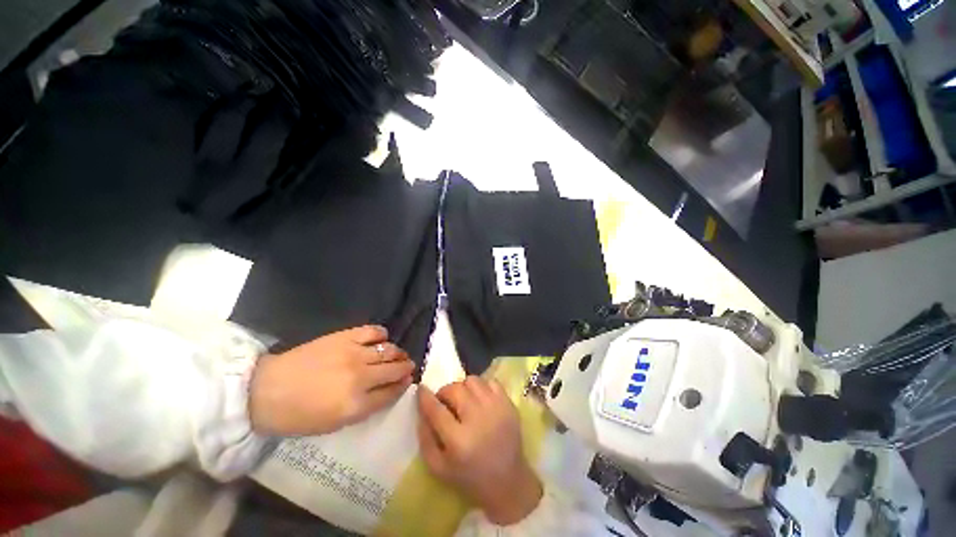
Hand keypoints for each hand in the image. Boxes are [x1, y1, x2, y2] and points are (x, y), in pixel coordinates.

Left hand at [249, 325, 413, 435]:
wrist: (266, 390)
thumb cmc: (298, 415)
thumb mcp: (334, 424)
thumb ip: (366, 408)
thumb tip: (387, 390)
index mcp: (356, 405)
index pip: (392, 392)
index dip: (403, 385)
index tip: (408, 380)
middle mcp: (361, 377)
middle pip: (395, 369)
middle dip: (406, 367)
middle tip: (408, 366)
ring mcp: (354, 354)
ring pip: (389, 350)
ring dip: (398, 353)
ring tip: (397, 354)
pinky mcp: (345, 337)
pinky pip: (373, 331)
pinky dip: (382, 334)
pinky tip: (381, 339)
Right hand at [417, 377, 542, 525]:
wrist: (509, 481)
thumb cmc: (470, 478)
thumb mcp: (438, 468)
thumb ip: (425, 438)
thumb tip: (422, 410)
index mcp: (458, 440)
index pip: (436, 409)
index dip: (425, 397)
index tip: (421, 389)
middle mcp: (478, 419)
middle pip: (454, 389)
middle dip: (445, 393)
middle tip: (445, 402)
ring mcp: (496, 408)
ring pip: (472, 381)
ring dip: (463, 388)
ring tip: (464, 400)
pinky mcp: (508, 403)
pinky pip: (490, 381)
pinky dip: (482, 387)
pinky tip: (480, 400)